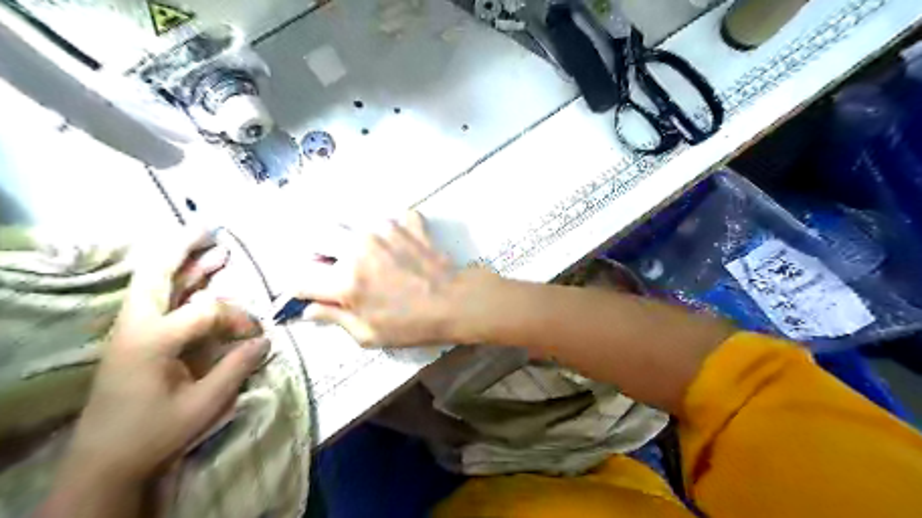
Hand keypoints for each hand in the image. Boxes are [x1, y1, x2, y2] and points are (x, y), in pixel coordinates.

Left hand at [56, 231, 267, 490]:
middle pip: (156, 273)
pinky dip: (176, 281)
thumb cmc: (154, 431)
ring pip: (155, 282)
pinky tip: (195, 277)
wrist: (105, 459)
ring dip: (182, 262)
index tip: (257, 336)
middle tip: (209, 230)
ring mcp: (132, 330)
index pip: (207, 311)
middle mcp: (137, 326)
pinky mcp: (135, 337)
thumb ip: (236, 367)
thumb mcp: (204, 403)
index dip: (238, 318)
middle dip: (183, 248)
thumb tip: (265, 340)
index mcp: (153, 340)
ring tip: (211, 245)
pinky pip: (156, 298)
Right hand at [299, 210, 484, 348]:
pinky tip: (397, 245)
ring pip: (349, 224)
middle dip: (318, 253)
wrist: (455, 301)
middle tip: (333, 267)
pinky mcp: (405, 222)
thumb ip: (333, 318)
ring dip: (350, 239)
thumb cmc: (412, 325)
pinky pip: (387, 219)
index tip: (311, 292)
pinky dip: (388, 230)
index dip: (300, 287)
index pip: (300, 277)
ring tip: (368, 256)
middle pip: (316, 237)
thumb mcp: (368, 334)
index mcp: (344, 280)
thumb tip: (308, 309)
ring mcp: (383, 230)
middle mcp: (357, 247)